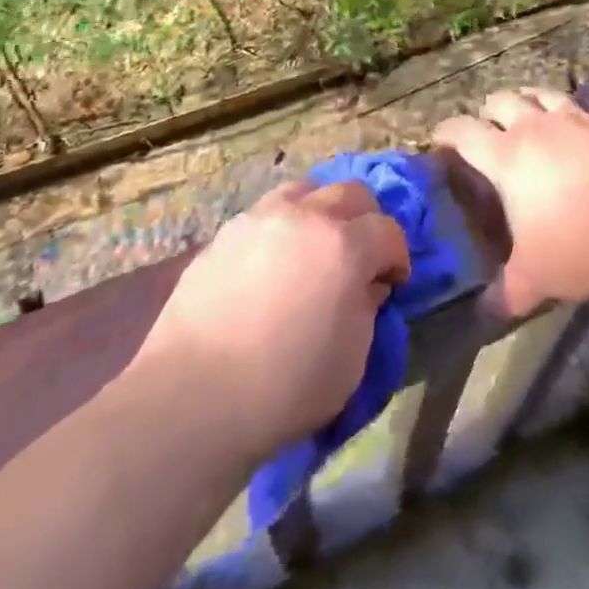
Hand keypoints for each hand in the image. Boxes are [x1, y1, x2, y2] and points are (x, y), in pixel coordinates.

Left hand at [133, 180, 409, 461]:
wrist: (192, 399)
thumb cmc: (284, 388)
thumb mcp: (351, 361)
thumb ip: (367, 310)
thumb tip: (366, 285)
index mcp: (345, 245)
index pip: (388, 230)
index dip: (397, 256)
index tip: (393, 281)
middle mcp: (307, 216)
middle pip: (351, 193)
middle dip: (366, 220)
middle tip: (360, 255)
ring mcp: (262, 217)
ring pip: (306, 189)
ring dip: (321, 210)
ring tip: (314, 244)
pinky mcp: (227, 232)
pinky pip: (267, 212)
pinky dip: (283, 226)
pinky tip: (273, 259)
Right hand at [434, 87, 588, 316]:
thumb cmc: (577, 249)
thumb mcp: (533, 279)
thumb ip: (505, 292)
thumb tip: (486, 312)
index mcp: (507, 157)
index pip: (463, 132)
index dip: (447, 132)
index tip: (439, 138)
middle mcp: (538, 128)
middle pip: (503, 100)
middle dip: (489, 111)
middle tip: (487, 127)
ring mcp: (578, 120)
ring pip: (545, 94)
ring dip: (532, 100)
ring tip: (531, 110)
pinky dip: (587, 111)